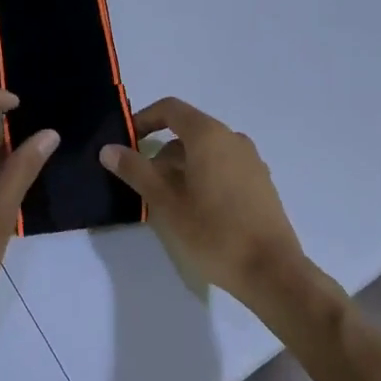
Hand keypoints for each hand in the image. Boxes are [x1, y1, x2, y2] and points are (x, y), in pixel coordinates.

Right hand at [100, 97, 307, 305]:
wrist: (271, 270)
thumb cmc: (214, 232)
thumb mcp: (166, 203)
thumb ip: (136, 171)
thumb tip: (109, 149)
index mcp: (209, 135)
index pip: (170, 109)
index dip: (143, 120)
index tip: (126, 143)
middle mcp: (233, 139)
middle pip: (188, 132)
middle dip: (160, 153)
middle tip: (143, 185)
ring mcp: (251, 160)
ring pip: (205, 152)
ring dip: (181, 168)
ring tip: (167, 203)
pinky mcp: (260, 182)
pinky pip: (223, 166)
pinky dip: (202, 176)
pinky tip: (196, 210)